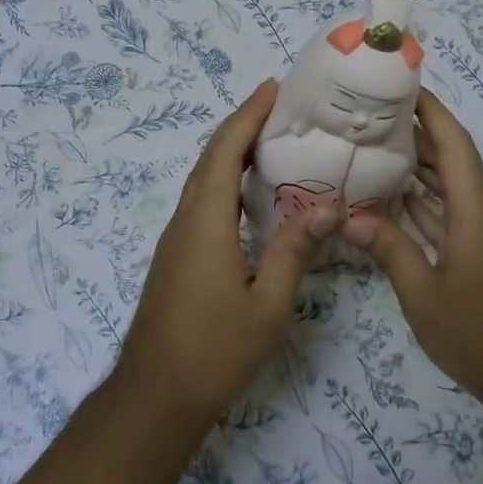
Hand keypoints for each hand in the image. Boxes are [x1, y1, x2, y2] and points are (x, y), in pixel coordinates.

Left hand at [114, 80, 337, 436]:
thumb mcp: (268, 305)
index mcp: (206, 222)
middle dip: (241, 126)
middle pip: (210, 158)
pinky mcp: (175, 256)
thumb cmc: (215, 351)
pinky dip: (225, 180)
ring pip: (203, 180)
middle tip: (279, 107)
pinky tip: (250, 195)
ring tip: (271, 140)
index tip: (273, 89)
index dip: (248, 116)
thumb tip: (327, 207)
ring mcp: (175, 239)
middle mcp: (185, 220)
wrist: (155, 395)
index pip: (225, 152)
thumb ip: (294, 252)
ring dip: (231, 152)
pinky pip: (201, 201)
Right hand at [342, 90, 482, 412]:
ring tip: (372, 151)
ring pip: (451, 190)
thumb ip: (389, 250)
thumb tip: (350, 215)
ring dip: (418, 170)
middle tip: (369, 119)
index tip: (400, 85)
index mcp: (476, 211)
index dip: (429, 110)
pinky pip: (450, 217)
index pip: (454, 143)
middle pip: (451, 161)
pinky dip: (423, 206)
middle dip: (415, 135)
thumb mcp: (425, 295)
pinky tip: (393, 204)